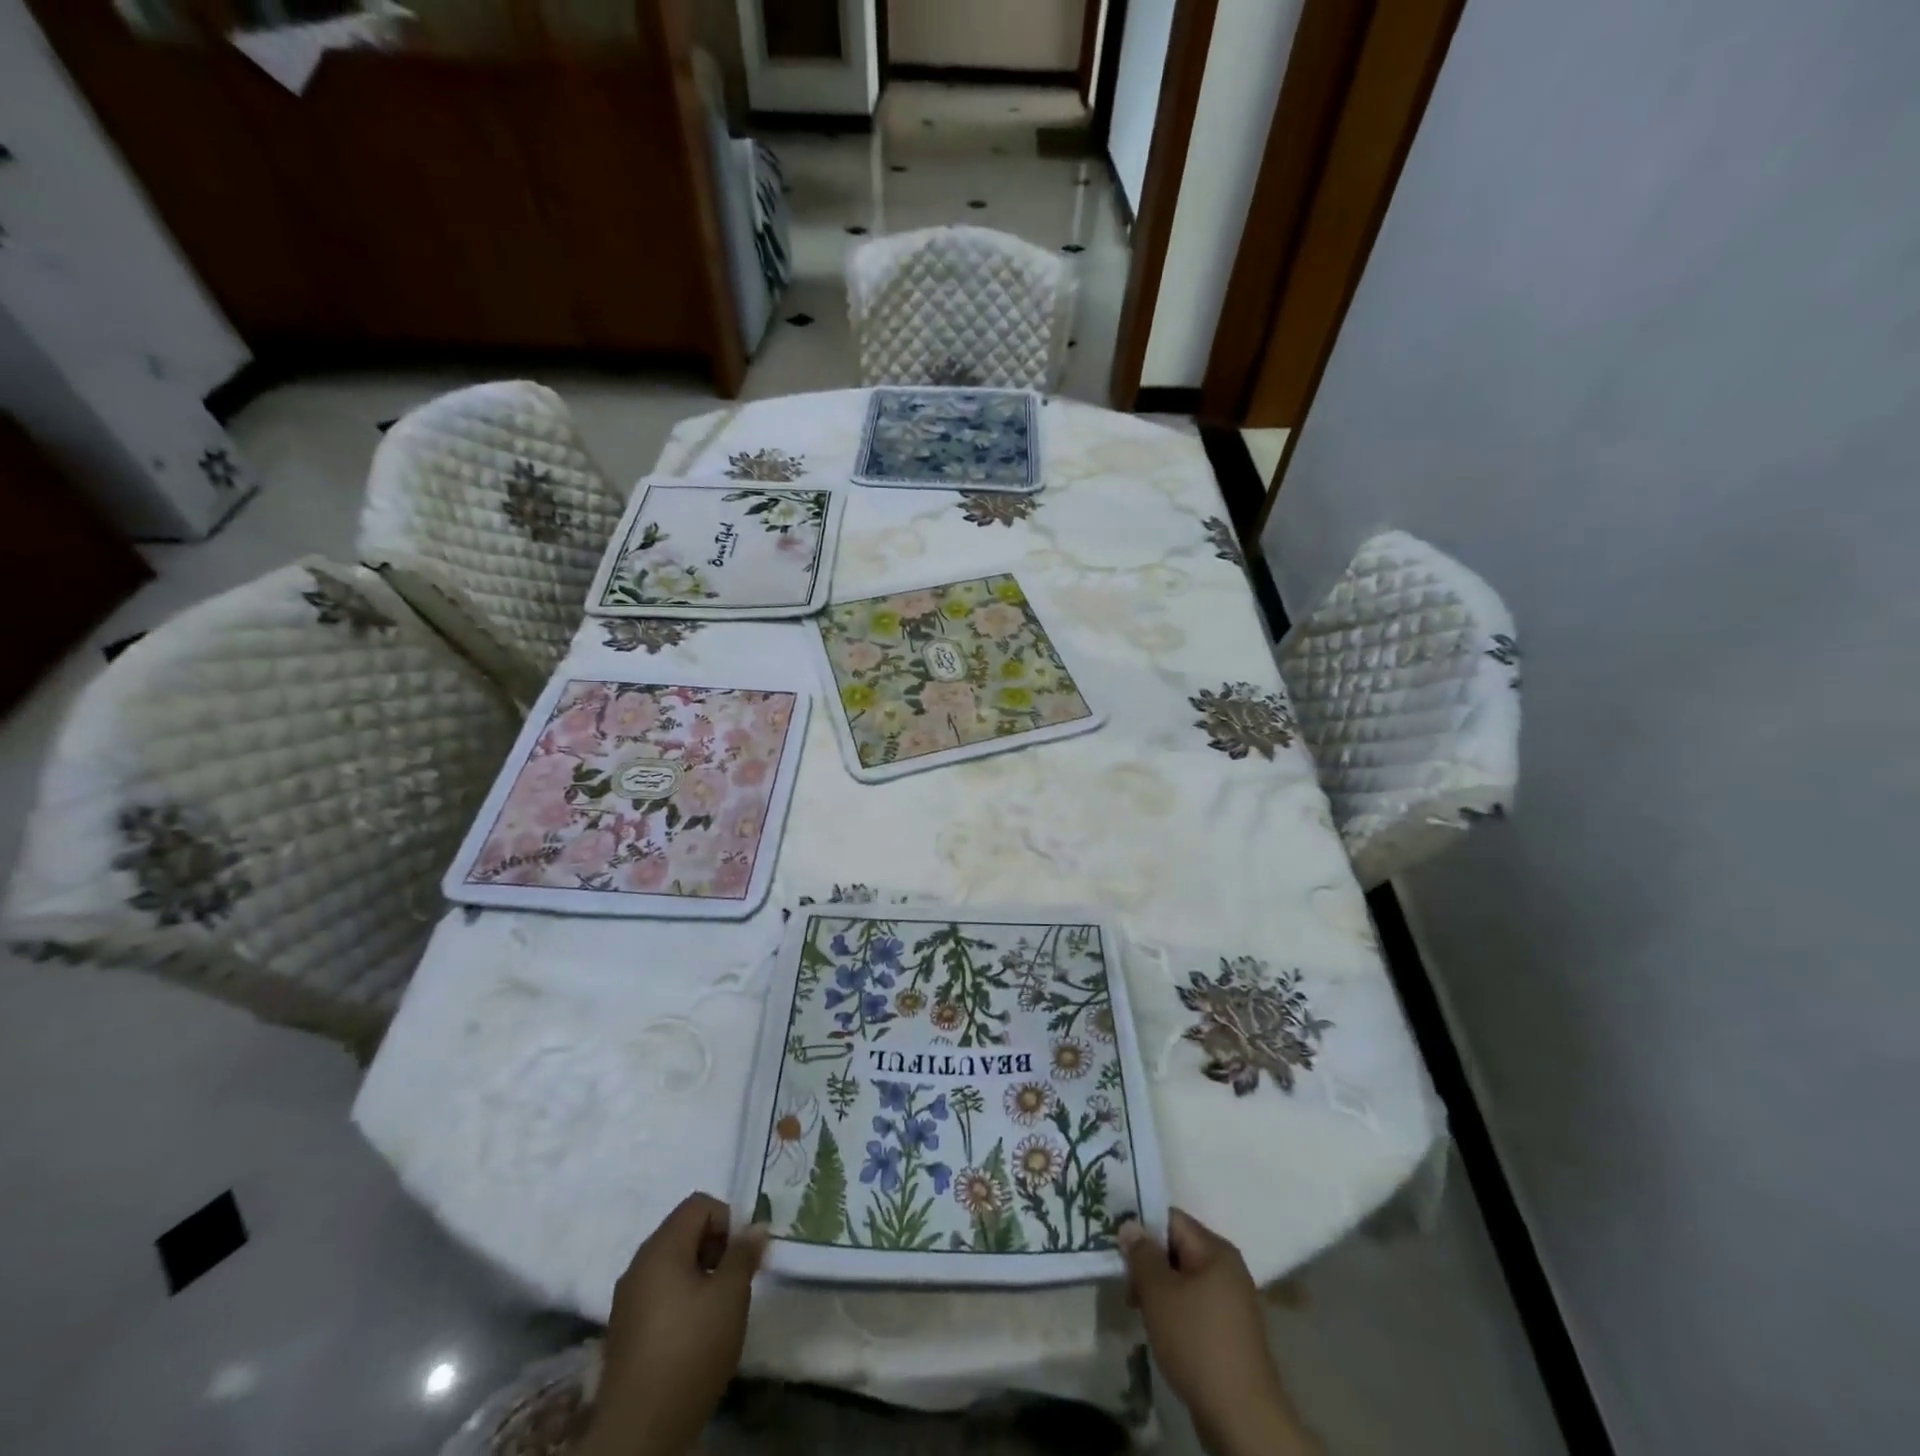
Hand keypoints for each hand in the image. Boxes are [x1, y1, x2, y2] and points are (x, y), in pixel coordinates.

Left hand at [581, 1193, 767, 1455]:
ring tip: (718, 1309)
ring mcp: (627, 1298)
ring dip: (699, 1274)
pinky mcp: (624, 1329)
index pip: (699, 1204)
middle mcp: (639, 1263)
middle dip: (715, 1247)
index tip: (741, 1256)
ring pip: (671, 1264)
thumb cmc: (690, 1350)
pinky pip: (658, 1292)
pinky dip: (681, 1298)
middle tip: (734, 1281)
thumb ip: (744, 1254)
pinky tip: (694, 1333)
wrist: (639, 1431)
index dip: (727, 1220)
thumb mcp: (730, 1296)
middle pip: (683, 1231)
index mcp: (661, 1247)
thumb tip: (756, 1225)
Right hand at [1119, 1209, 1317, 1455]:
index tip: (1118, 1248)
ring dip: (1159, 1291)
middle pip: (1177, 1249)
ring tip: (1141, 1313)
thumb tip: (1130, 1225)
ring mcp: (1232, 1302)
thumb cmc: (1197, 1343)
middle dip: (1149, 1265)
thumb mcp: (1159, 1293)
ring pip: (1184, 1280)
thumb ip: (1141, 1254)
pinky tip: (1162, 1333)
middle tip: (1128, 1288)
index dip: (1142, 1228)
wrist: (1242, 1418)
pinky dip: (1175, 1313)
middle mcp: (1228, 1269)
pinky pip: (1195, 1306)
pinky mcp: (1230, 1332)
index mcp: (1215, 1250)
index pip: (1171, 1219)